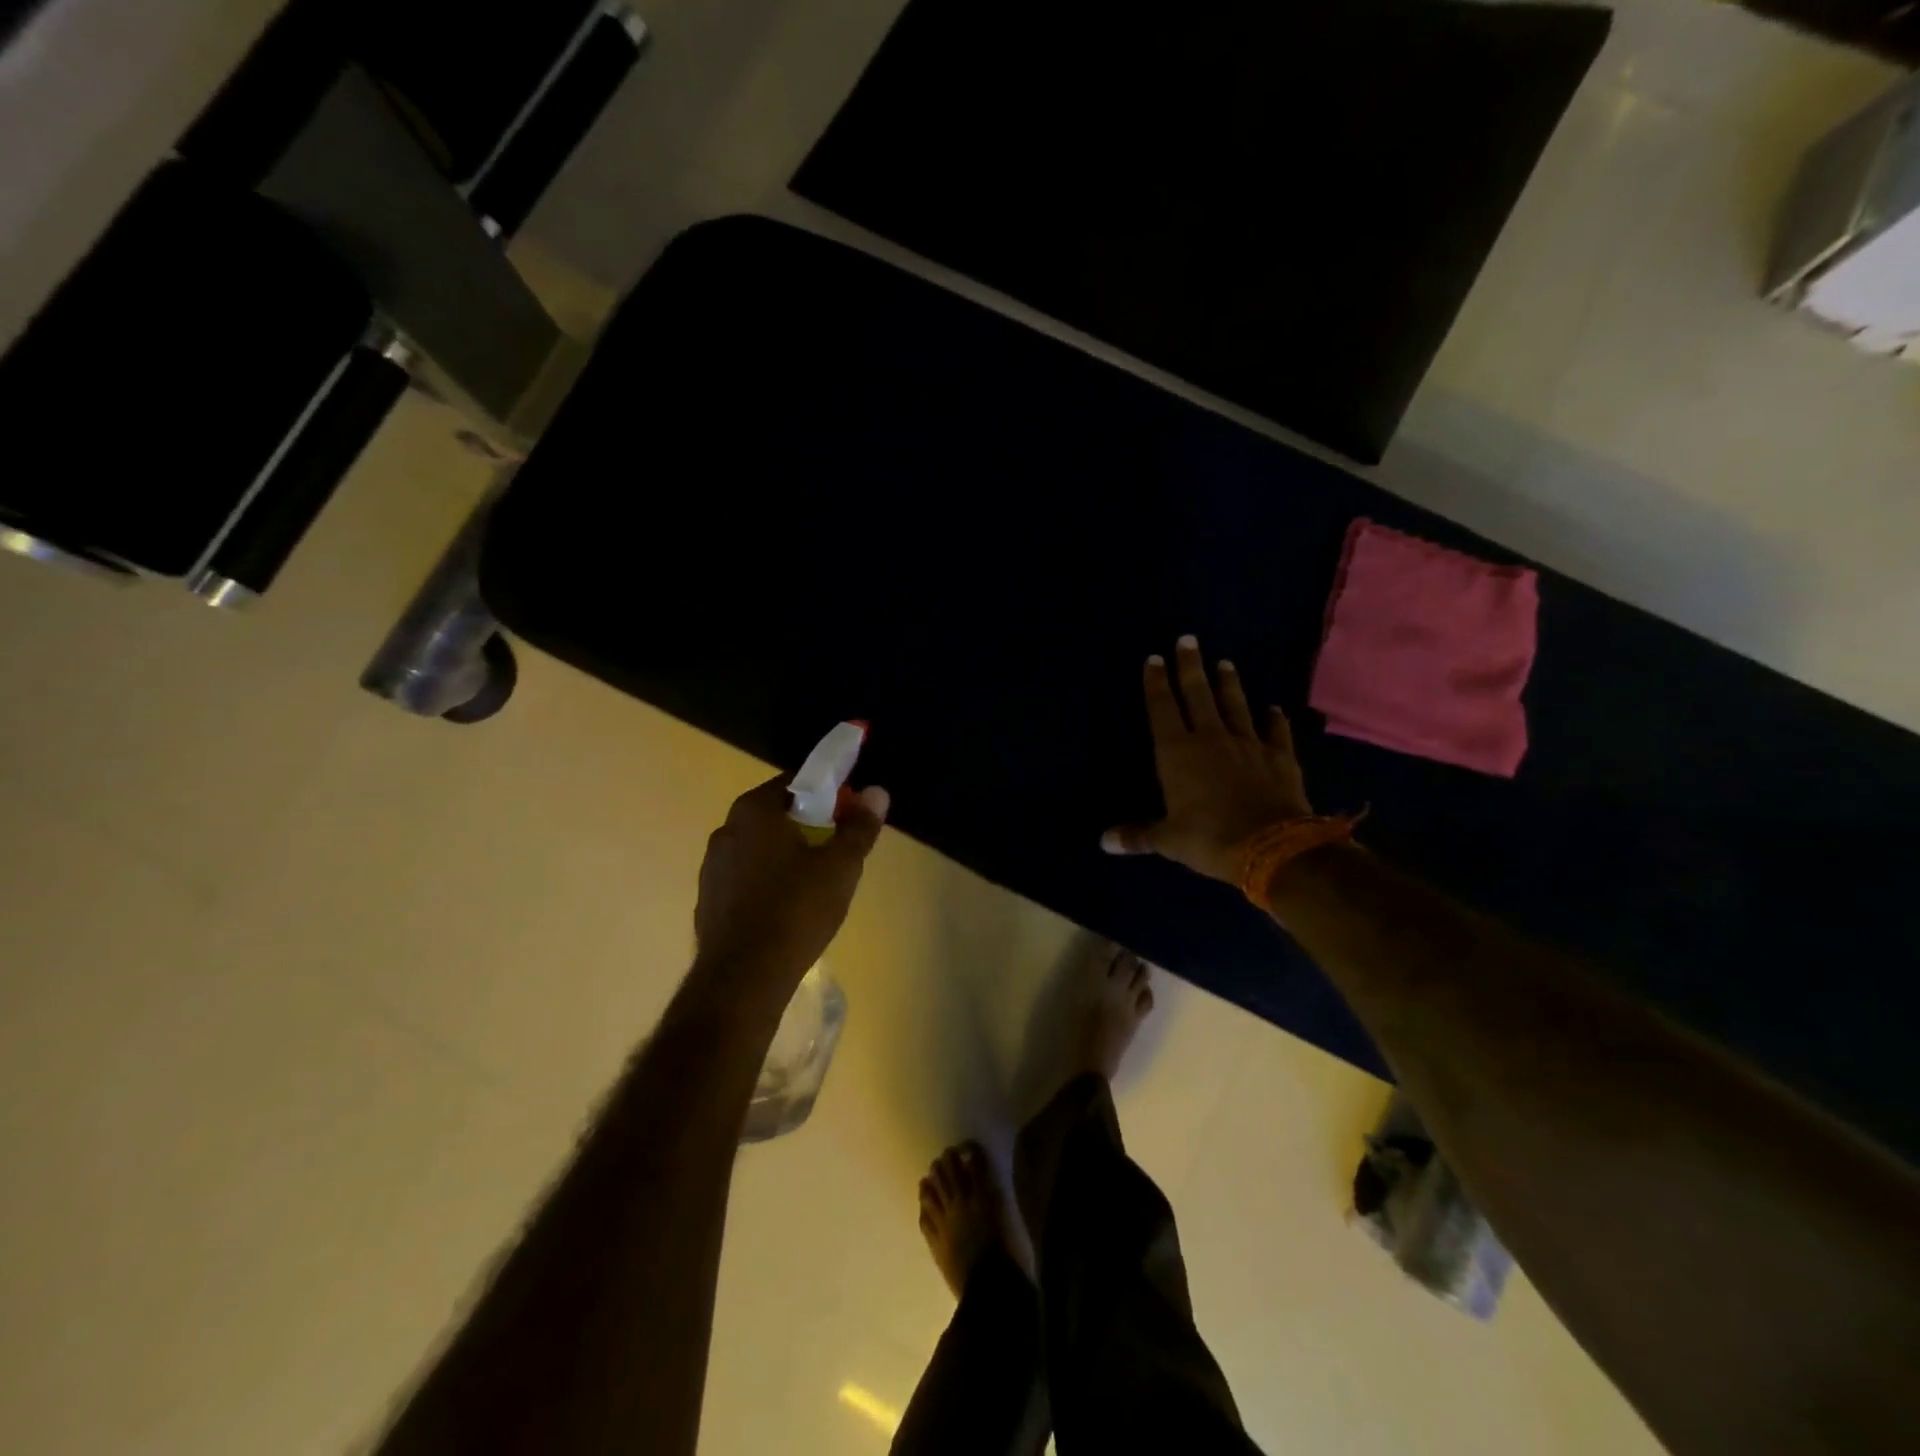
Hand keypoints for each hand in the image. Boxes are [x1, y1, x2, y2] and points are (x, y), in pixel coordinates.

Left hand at [692, 774, 889, 996]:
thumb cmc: (796, 910)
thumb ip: (859, 826)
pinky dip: (768, 882)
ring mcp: (712, 866)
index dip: (828, 793)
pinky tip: (787, 909)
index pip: (796, 782)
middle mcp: (727, 829)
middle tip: (838, 849)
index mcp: (755, 810)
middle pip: (777, 813)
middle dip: (809, 824)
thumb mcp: (841, 866)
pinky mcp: (708, 899)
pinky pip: (746, 877)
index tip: (849, 814)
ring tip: (816, 883)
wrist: (743, 978)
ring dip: (787, 854)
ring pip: (760, 847)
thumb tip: (876, 792)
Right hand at [1102, 635, 1312, 884]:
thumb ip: (1138, 834)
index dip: (1156, 683)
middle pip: (1198, 695)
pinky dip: (1274, 720)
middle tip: (1188, 639)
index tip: (1154, 658)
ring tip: (1225, 663)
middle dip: (1190, 667)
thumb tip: (1104, 841)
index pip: (1162, 709)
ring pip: (1235, 705)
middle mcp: (1210, 738)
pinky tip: (1273, 709)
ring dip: (1229, 684)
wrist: (1272, 847)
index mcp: (1177, 753)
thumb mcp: (1168, 840)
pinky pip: (1275, 731)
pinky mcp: (1279, 756)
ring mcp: (1248, 744)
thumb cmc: (1209, 839)